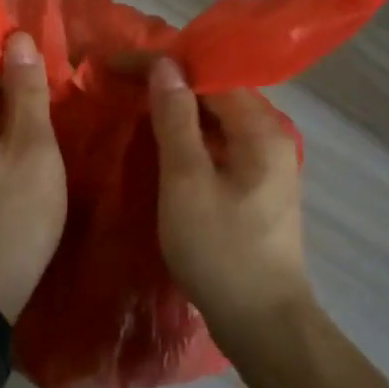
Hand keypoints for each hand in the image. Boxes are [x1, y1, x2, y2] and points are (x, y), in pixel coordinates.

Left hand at [0, 31, 67, 319]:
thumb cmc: (13, 216)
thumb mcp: (33, 150)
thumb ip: (27, 93)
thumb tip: (18, 40)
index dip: (9, 42)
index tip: (47, 40)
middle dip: (13, 69)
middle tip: (58, 71)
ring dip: (10, 99)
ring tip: (50, 99)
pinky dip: (3, 126)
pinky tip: (29, 137)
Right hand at [147, 57, 314, 344]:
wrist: (262, 323)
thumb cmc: (220, 250)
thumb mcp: (186, 180)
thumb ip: (175, 119)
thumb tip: (165, 66)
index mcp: (261, 129)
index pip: (210, 74)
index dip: (163, 64)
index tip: (117, 65)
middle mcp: (272, 137)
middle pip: (217, 92)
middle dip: (169, 82)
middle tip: (120, 80)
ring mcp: (267, 164)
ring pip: (217, 118)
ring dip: (178, 108)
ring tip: (134, 101)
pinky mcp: (257, 187)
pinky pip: (220, 143)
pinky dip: (190, 135)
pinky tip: (163, 140)